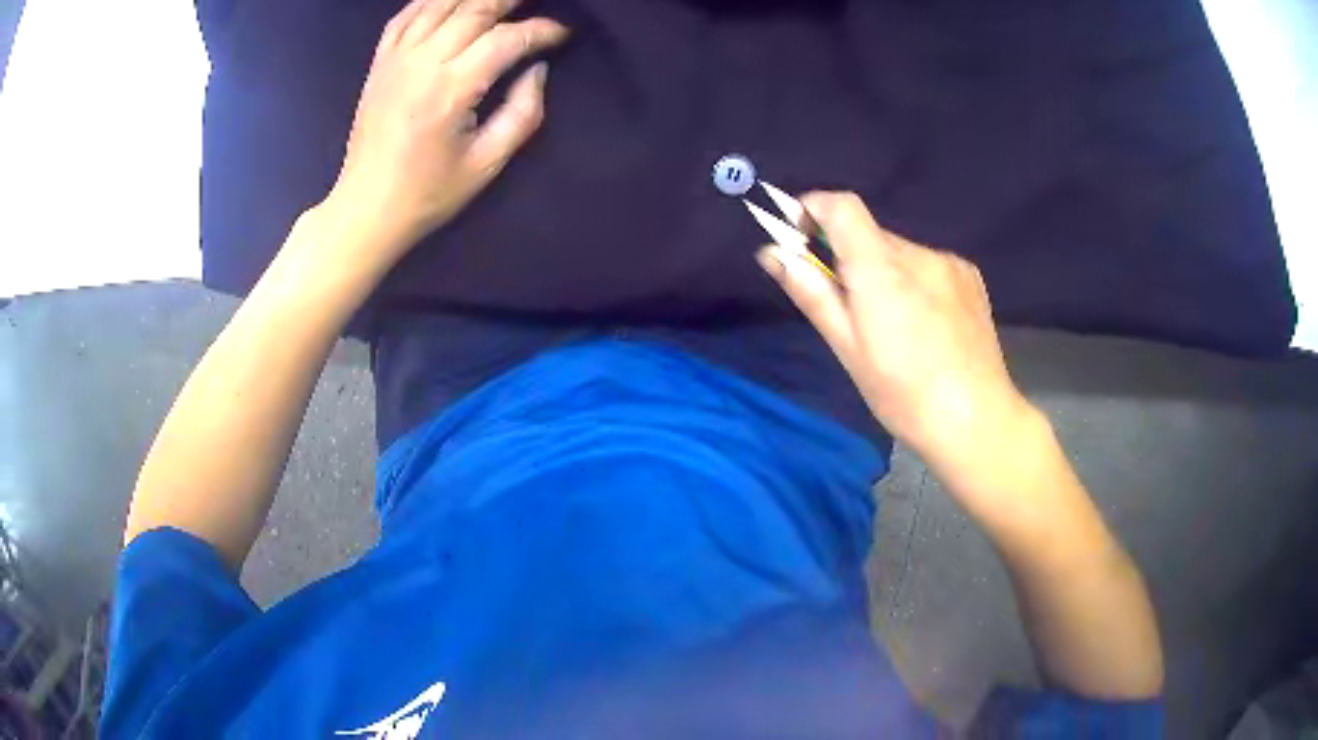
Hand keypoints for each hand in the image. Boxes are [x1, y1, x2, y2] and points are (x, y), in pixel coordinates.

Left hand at [325, 0, 568, 264]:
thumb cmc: (429, 193)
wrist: (366, 207)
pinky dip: (430, 1)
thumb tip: (538, 70)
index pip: (506, 40)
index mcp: (450, 90)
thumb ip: (522, 113)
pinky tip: (451, 2)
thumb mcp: (487, 164)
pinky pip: (404, 16)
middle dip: (511, 0)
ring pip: (439, 3)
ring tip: (500, 1)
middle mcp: (421, 63)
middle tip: (534, 3)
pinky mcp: (379, 63)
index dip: (541, 31)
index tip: (562, 35)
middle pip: (474, 8)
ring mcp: (395, 59)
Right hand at [758, 192, 1036, 490]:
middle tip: (846, 306)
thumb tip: (771, 253)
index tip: (800, 235)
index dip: (814, 208)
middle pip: (870, 233)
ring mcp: (949, 263)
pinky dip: (913, 281)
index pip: (842, 207)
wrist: (976, 420)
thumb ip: (811, 293)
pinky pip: (928, 265)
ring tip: (892, 325)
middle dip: (849, 256)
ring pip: (899, 252)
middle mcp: (918, 253)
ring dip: (884, 272)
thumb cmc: (903, 394)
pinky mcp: (970, 276)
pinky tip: (924, 323)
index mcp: (882, 270)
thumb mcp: (848, 349)